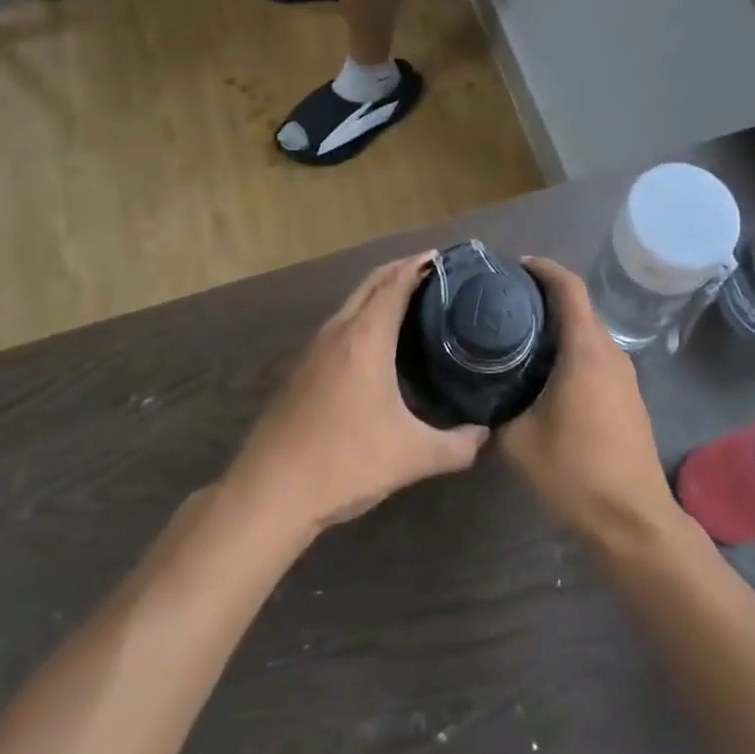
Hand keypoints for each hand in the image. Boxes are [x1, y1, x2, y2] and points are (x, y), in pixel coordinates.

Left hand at [225, 253, 487, 539]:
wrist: (268, 495)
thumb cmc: (344, 463)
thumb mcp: (411, 457)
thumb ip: (457, 446)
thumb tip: (485, 434)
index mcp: (365, 337)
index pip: (395, 283)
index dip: (420, 265)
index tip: (446, 259)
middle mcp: (338, 332)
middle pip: (371, 283)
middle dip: (401, 270)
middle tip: (436, 273)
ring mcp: (313, 350)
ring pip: (352, 303)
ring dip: (380, 292)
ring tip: (414, 301)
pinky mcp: (301, 370)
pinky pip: (340, 325)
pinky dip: (364, 316)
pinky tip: (377, 343)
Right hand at [499, 258, 678, 546]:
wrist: (633, 521)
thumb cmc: (575, 474)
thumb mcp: (518, 443)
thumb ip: (492, 415)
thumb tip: (472, 403)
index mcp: (586, 351)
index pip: (569, 288)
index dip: (544, 269)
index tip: (516, 265)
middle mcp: (610, 354)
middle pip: (580, 307)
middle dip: (547, 297)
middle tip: (507, 302)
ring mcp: (625, 376)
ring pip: (590, 334)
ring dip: (561, 327)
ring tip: (521, 335)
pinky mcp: (628, 398)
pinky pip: (598, 358)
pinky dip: (573, 351)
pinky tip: (547, 373)